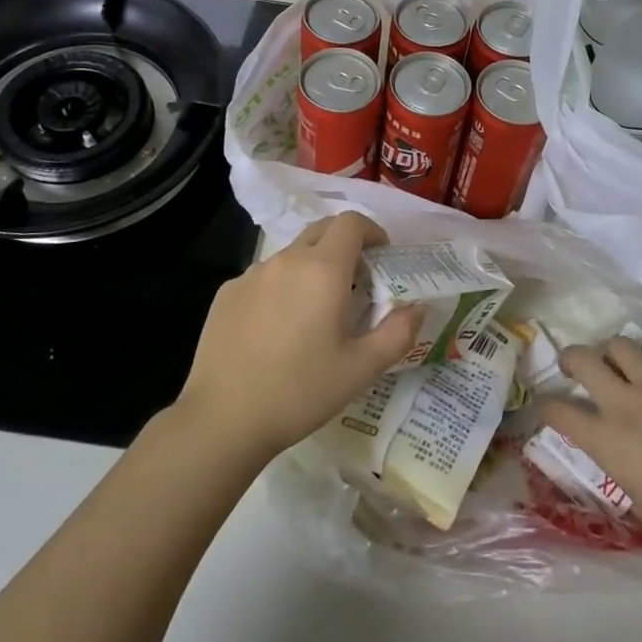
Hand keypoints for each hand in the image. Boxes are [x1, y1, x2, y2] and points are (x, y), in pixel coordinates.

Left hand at [174, 212, 421, 463]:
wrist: (223, 418)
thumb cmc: (300, 391)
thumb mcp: (361, 369)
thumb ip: (398, 333)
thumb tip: (418, 308)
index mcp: (322, 270)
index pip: (351, 223)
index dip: (372, 231)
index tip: (382, 257)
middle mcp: (286, 260)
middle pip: (321, 230)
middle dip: (344, 245)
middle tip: (356, 282)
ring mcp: (251, 274)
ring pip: (291, 255)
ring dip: (311, 268)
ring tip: (316, 311)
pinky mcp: (227, 293)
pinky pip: (263, 277)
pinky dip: (281, 288)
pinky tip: (277, 329)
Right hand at [539, 336, 641, 577]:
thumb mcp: (638, 502)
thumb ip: (621, 467)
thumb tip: (621, 456)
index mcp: (606, 440)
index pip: (558, 411)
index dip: (546, 406)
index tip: (547, 406)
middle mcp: (625, 404)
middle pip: (582, 359)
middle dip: (571, 359)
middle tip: (576, 368)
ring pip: (621, 345)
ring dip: (613, 353)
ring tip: (620, 365)